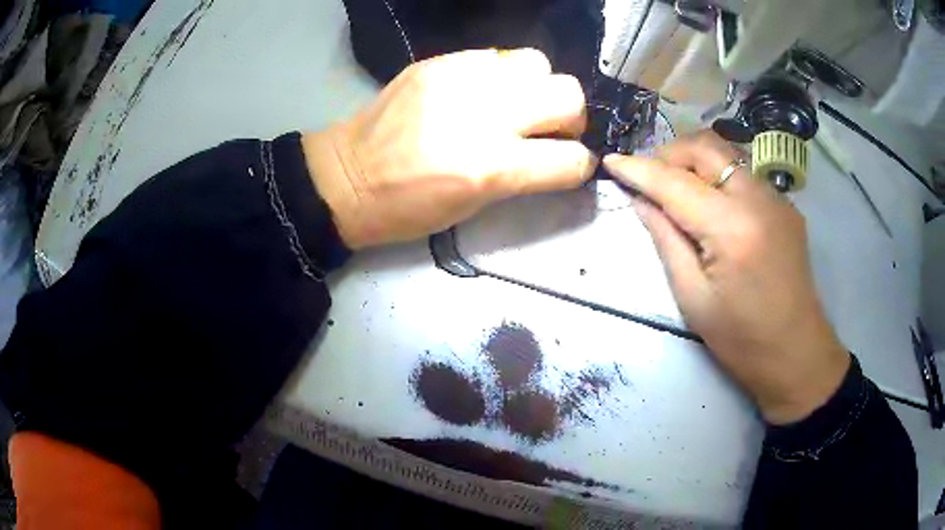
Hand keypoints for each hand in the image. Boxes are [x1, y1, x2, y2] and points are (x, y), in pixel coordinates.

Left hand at [302, 49, 595, 248]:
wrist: (346, 175)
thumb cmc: (408, 207)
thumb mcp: (474, 205)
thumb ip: (521, 175)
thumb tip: (555, 154)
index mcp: (493, 167)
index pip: (571, 158)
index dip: (579, 165)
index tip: (570, 164)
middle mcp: (486, 114)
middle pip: (569, 95)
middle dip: (570, 118)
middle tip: (548, 129)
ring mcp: (462, 79)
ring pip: (539, 63)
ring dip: (538, 88)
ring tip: (515, 105)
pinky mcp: (441, 61)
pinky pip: (497, 56)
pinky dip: (502, 75)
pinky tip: (483, 92)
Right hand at [604, 131, 849, 424]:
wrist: (796, 354)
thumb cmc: (741, 340)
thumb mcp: (693, 298)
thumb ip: (666, 240)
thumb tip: (642, 201)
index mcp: (732, 229)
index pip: (675, 182)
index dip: (638, 169)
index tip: (610, 160)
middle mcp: (758, 199)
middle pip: (705, 147)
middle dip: (669, 153)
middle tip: (648, 178)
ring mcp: (777, 198)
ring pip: (726, 153)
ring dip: (694, 161)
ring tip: (676, 187)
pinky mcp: (786, 206)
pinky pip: (744, 173)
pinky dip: (719, 176)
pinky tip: (712, 204)